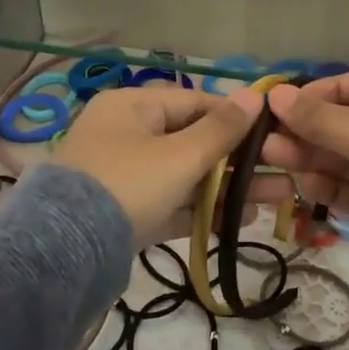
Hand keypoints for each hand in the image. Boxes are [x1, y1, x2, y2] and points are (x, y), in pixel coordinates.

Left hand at [51, 86, 288, 247]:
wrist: (65, 255)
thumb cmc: (128, 185)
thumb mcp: (180, 156)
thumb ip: (222, 129)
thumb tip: (256, 95)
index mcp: (132, 107)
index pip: (195, 103)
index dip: (236, 117)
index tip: (273, 131)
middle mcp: (127, 135)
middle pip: (194, 141)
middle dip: (240, 159)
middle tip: (284, 170)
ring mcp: (126, 177)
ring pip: (188, 176)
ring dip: (230, 187)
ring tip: (277, 197)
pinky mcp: (128, 213)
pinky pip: (173, 203)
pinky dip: (204, 210)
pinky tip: (243, 219)